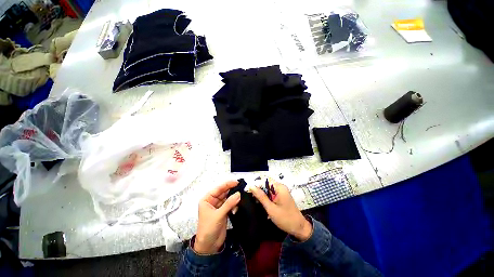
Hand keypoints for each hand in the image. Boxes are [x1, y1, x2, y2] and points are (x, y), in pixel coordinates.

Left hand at [194, 181, 240, 253]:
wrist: (209, 246)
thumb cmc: (208, 229)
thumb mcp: (218, 215)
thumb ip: (229, 204)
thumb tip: (238, 194)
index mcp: (207, 199)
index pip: (218, 189)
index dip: (227, 184)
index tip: (237, 182)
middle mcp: (212, 201)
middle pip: (223, 192)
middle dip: (232, 190)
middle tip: (242, 187)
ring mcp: (219, 206)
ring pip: (228, 198)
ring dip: (234, 197)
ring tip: (242, 195)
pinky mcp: (224, 212)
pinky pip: (230, 204)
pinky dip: (234, 204)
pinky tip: (238, 205)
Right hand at [250, 179, 311, 240]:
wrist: (299, 228)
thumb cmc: (285, 219)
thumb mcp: (271, 208)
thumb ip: (261, 196)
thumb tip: (252, 186)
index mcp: (279, 187)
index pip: (265, 180)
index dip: (257, 183)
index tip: (249, 190)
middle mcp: (281, 187)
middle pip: (267, 183)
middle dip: (259, 189)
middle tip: (252, 197)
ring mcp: (282, 191)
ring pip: (268, 188)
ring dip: (262, 193)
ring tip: (256, 201)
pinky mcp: (281, 196)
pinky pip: (272, 193)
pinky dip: (266, 197)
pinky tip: (262, 203)